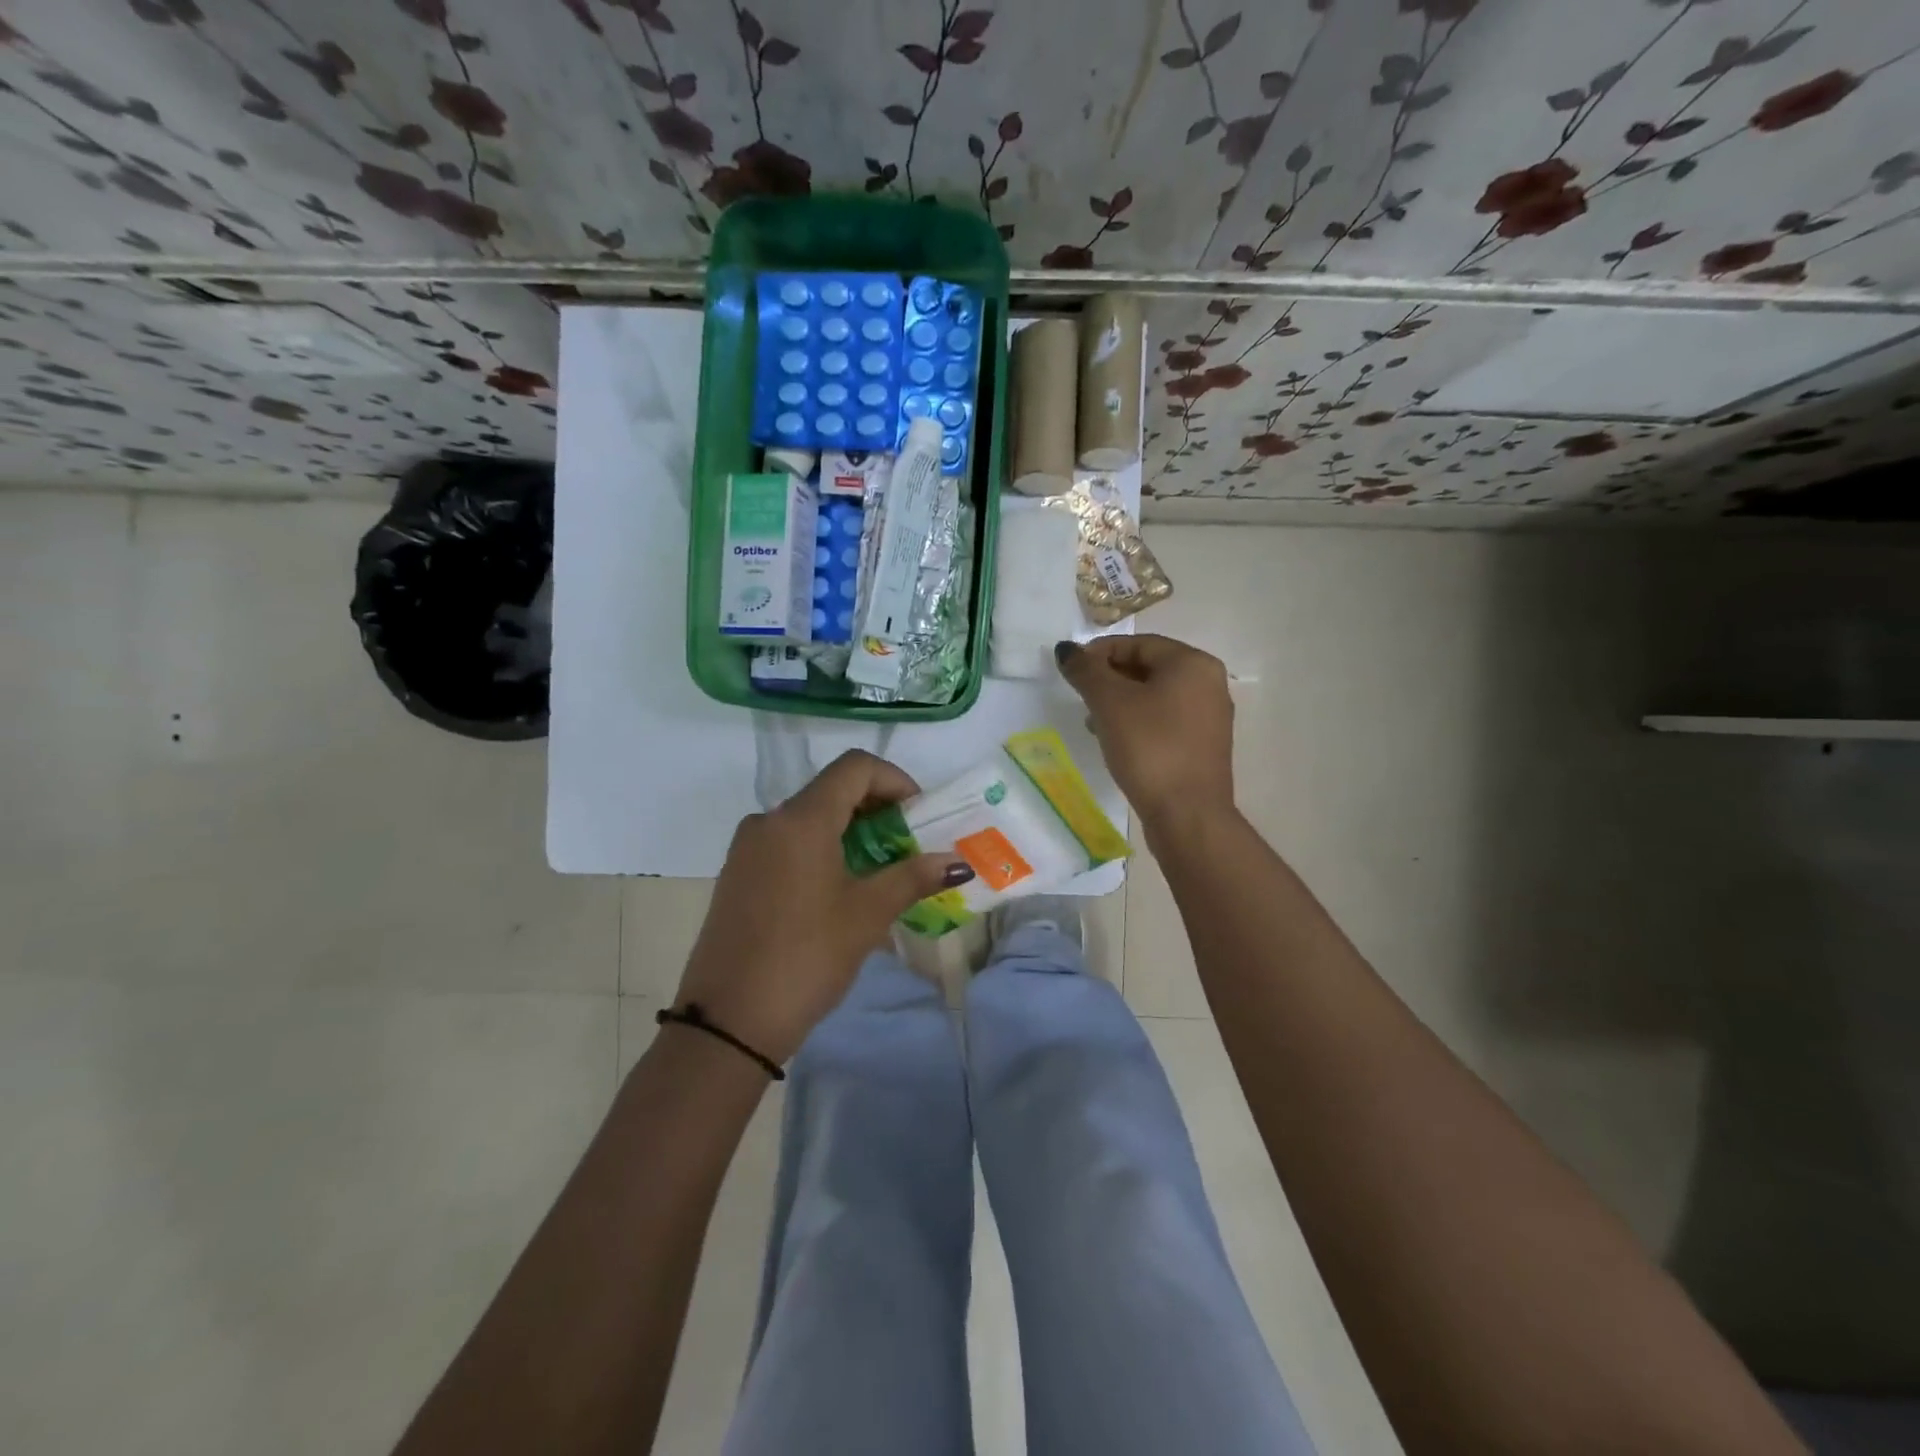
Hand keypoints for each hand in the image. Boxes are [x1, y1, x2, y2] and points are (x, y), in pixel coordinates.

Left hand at [673, 750, 973, 1066]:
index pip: (855, 767)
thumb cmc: (806, 957)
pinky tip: (840, 889)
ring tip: (879, 871)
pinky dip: (821, 849)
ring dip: (850, 831)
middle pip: (832, 790)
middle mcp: (769, 820)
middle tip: (907, 846)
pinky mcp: (737, 873)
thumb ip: (912, 877)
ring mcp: (747, 847)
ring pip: (809, 818)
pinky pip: (787, 843)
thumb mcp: (867, 915)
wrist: (727, 1022)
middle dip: (876, 809)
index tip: (918, 816)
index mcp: (801, 818)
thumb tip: (956, 862)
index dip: (895, 780)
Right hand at [1055, 634, 1235, 831]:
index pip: (1138, 643)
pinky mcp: (1203, 746)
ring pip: (1155, 696)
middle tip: (1080, 697)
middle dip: (1109, 679)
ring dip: (1121, 703)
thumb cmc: (1150, 748)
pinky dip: (1138, 723)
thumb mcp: (1110, 704)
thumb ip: (1086, 671)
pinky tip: (1116, 743)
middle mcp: (1209, 683)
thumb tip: (1066, 649)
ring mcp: (1209, 717)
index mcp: (1192, 664)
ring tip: (1093, 723)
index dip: (1099, 652)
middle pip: (1148, 668)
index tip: (1071, 671)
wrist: (1188, 815)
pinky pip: (1165, 721)